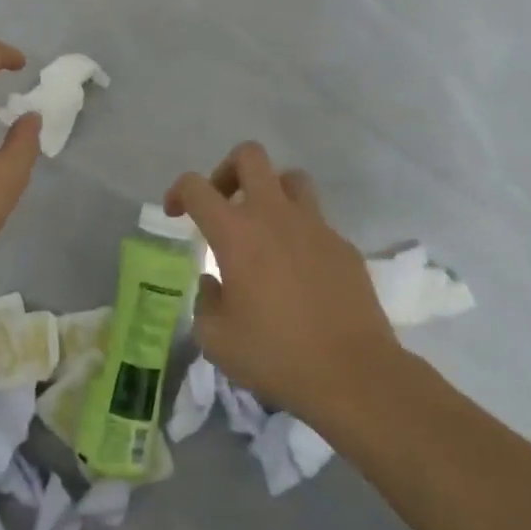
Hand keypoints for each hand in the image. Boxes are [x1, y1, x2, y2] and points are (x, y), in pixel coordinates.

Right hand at [165, 143, 396, 421]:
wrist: (353, 374)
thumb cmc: (275, 355)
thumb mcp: (216, 339)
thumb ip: (205, 302)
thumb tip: (214, 284)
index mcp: (235, 233)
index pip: (196, 186)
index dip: (178, 192)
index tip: (176, 213)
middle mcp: (274, 215)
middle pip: (249, 155)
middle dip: (228, 170)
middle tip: (223, 204)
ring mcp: (314, 226)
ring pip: (291, 178)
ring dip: (271, 192)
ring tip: (264, 228)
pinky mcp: (343, 245)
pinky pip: (316, 221)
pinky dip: (300, 232)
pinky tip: (299, 271)